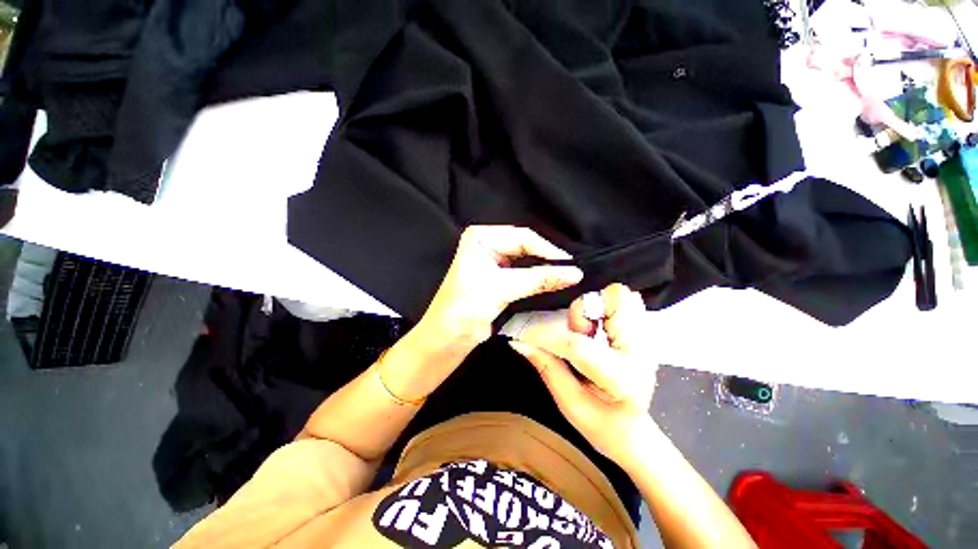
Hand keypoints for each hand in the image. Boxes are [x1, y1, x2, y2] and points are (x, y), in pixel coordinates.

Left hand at [418, 225, 583, 348]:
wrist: (448, 337)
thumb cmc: (466, 307)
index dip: (549, 251)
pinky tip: (552, 283)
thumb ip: (539, 279)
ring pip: (527, 260)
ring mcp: (493, 260)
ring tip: (567, 277)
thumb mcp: (502, 288)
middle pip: (527, 247)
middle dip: (548, 259)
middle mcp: (487, 244)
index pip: (523, 237)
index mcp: (481, 237)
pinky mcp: (499, 277)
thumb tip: (575, 273)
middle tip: (572, 272)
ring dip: (544, 270)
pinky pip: (524, 273)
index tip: (572, 265)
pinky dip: (538, 279)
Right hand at [509, 284, 658, 467]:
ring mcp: (646, 338)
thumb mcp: (569, 403)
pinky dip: (606, 307)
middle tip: (578, 334)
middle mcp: (640, 351)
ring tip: (589, 334)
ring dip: (595, 308)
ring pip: (620, 295)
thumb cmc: (603, 426)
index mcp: (622, 379)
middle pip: (613, 299)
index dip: (545, 337)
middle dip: (584, 312)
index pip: (578, 345)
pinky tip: (599, 329)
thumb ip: (546, 367)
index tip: (524, 336)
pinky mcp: (643, 332)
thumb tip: (519, 342)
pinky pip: (626, 301)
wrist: (635, 432)